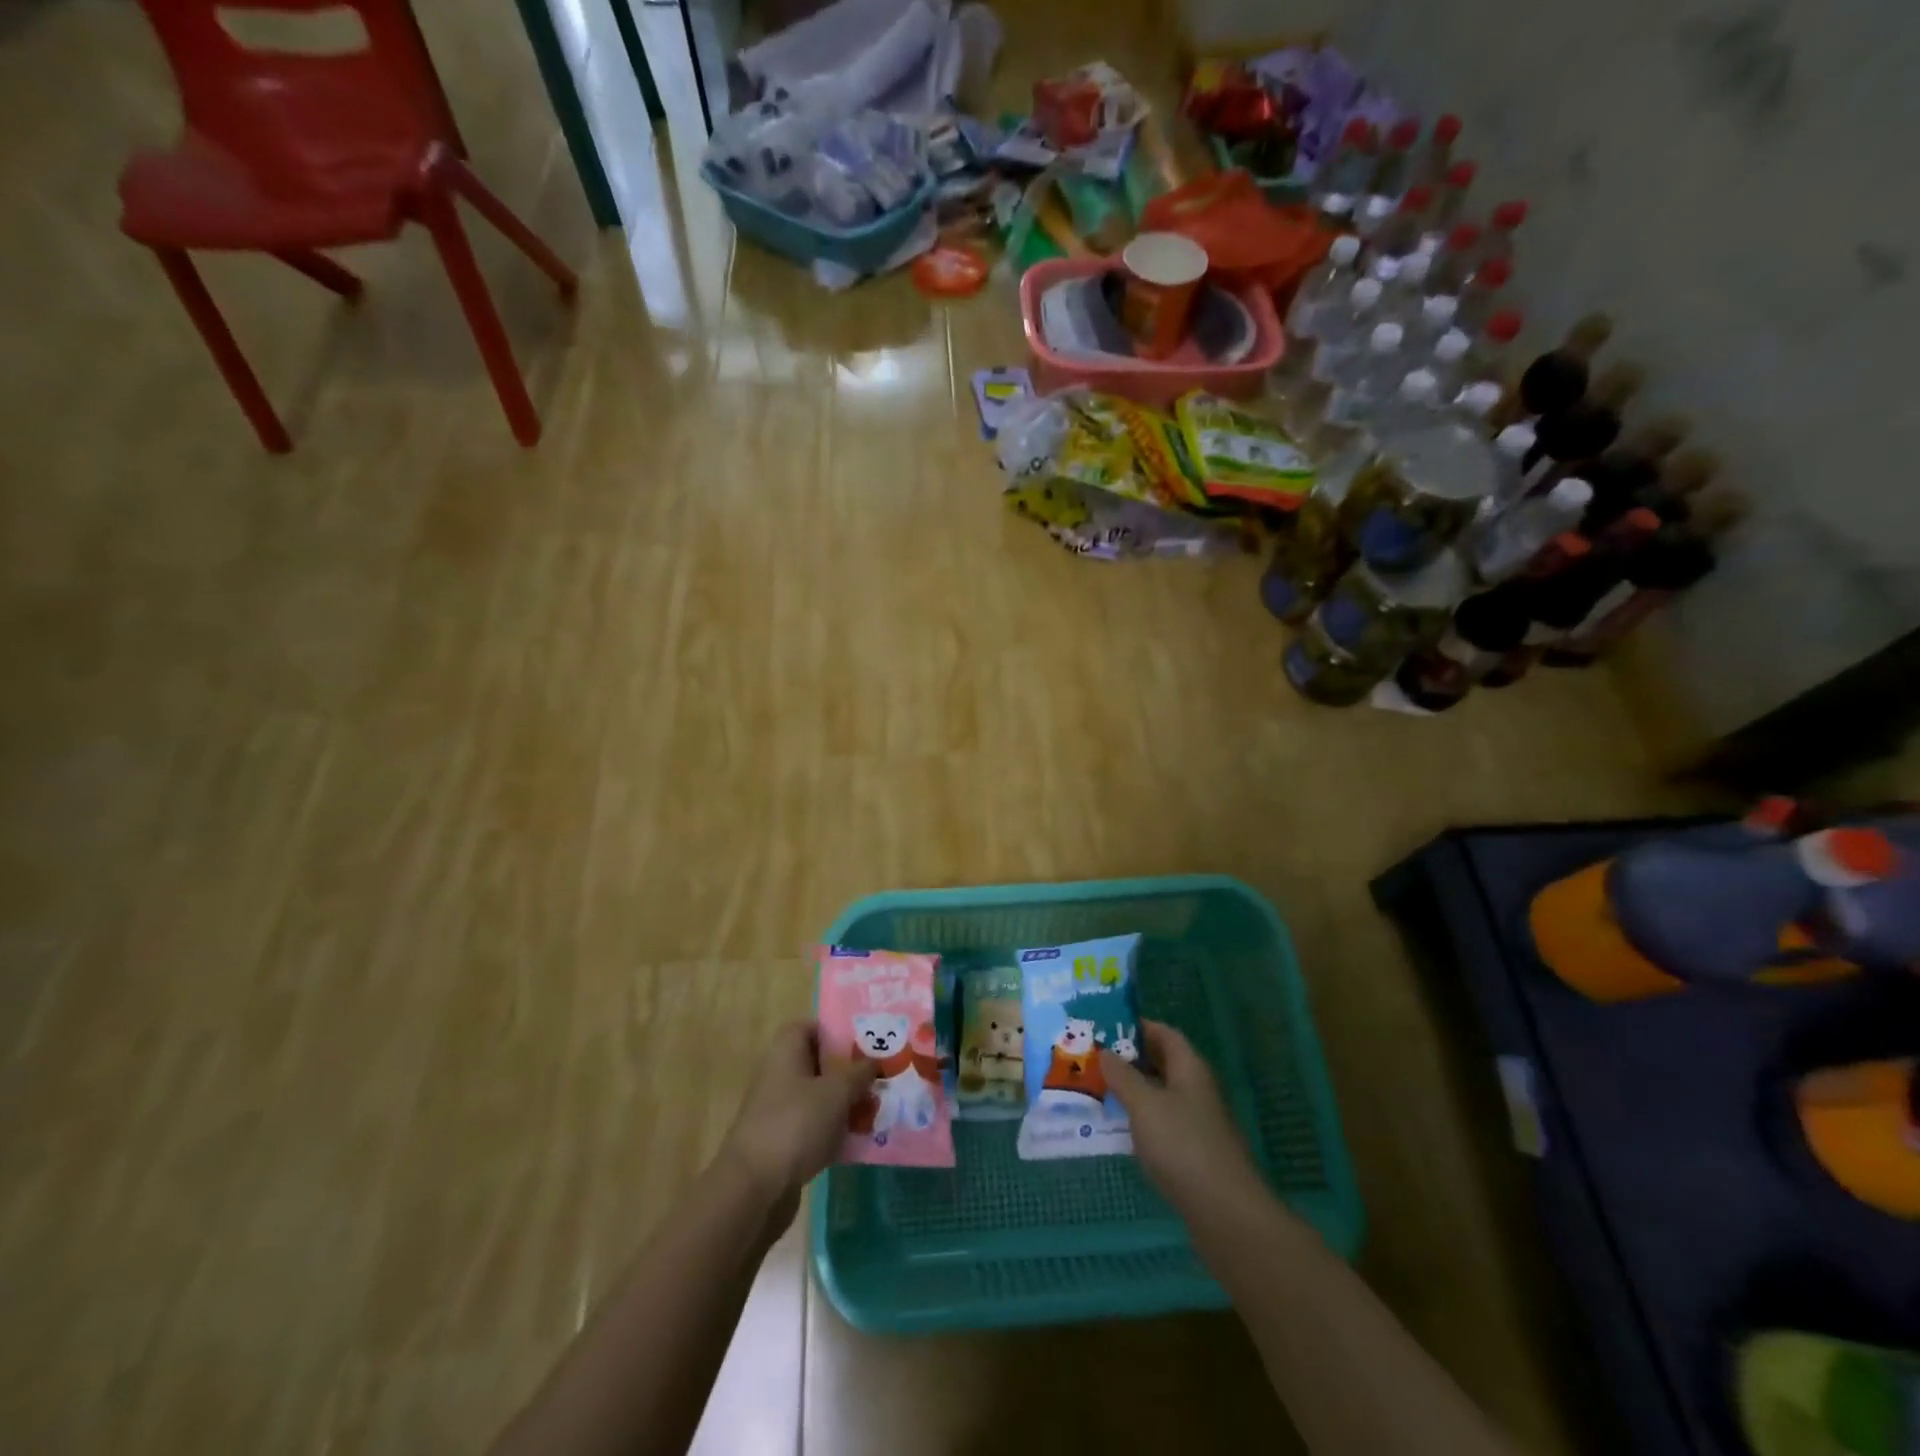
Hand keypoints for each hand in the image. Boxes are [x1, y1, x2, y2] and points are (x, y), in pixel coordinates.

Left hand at [720, 1021, 874, 1213]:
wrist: (753, 1189)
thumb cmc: (795, 1124)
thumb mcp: (836, 1092)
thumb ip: (859, 1073)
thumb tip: (874, 1061)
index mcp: (786, 1052)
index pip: (810, 1027)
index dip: (836, 1030)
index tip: (865, 1041)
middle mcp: (779, 1075)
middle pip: (819, 1064)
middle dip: (849, 1071)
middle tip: (881, 1076)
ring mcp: (779, 1111)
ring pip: (819, 1097)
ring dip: (846, 1103)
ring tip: (878, 1108)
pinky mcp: (783, 1143)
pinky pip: (815, 1127)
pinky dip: (835, 1131)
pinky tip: (860, 1140)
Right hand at [1101, 1020, 1264, 1224]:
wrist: (1225, 1213)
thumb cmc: (1182, 1145)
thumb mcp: (1144, 1104)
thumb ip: (1122, 1076)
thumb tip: (1105, 1052)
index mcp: (1190, 1069)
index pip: (1164, 1034)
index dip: (1137, 1026)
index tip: (1104, 1027)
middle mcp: (1196, 1090)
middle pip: (1162, 1063)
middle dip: (1130, 1059)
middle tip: (1093, 1059)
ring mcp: (1197, 1123)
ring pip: (1160, 1095)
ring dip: (1132, 1091)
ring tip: (1097, 1090)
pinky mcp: (1193, 1153)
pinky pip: (1162, 1124)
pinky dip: (1140, 1120)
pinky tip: (1117, 1129)